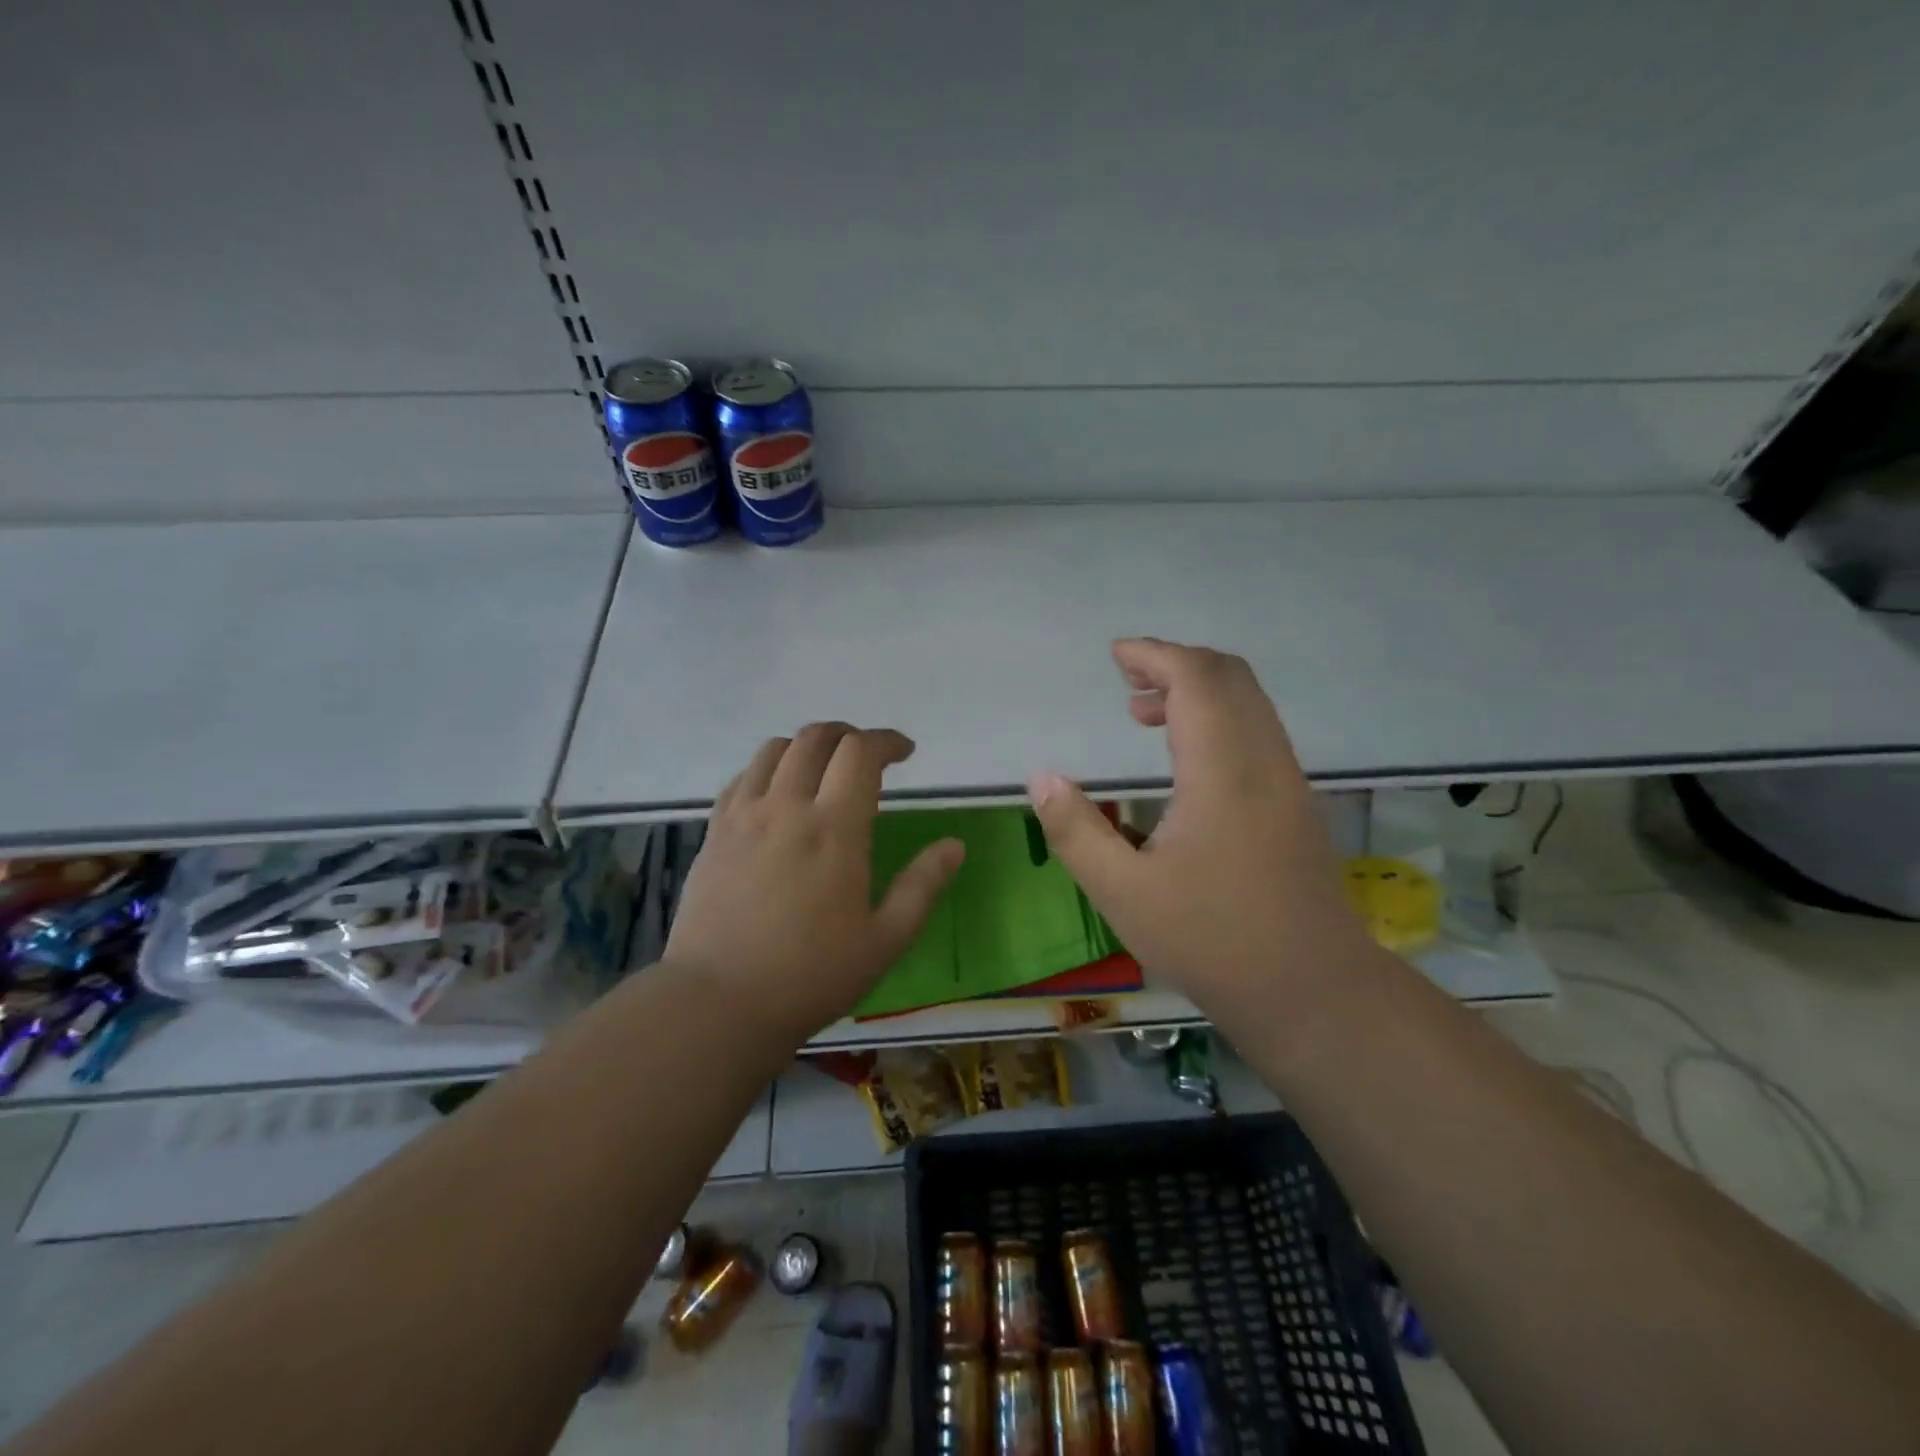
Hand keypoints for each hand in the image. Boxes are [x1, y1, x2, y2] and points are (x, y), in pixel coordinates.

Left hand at [665, 723, 964, 1040]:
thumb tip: (954, 845)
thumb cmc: (811, 975)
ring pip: (774, 749)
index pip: (860, 752)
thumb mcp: (885, 939)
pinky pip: (741, 778)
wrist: (719, 1002)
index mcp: (835, 828)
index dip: (887, 741)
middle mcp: (787, 807)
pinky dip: (768, 769)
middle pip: (816, 738)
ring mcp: (744, 816)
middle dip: (848, 734)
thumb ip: (923, 886)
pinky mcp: (714, 832)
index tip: (905, 752)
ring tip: (823, 769)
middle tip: (867, 755)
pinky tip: (778, 795)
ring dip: (806, 746)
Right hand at [1027, 638, 1371, 1018]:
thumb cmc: (1213, 941)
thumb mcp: (1124, 893)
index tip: (1115, 655)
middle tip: (1126, 680)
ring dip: (1198, 691)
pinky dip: (1218, 717)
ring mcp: (1288, 780)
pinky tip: (1185, 759)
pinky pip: (1257, 731)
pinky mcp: (1296, 803)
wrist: (1314, 991)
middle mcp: (1264, 760)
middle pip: (1229, 676)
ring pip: (1249, 702)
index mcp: (1223, 771)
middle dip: (1176, 663)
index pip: (1197, 679)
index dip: (1155, 655)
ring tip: (1145, 714)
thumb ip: (1076, 831)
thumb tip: (1041, 778)